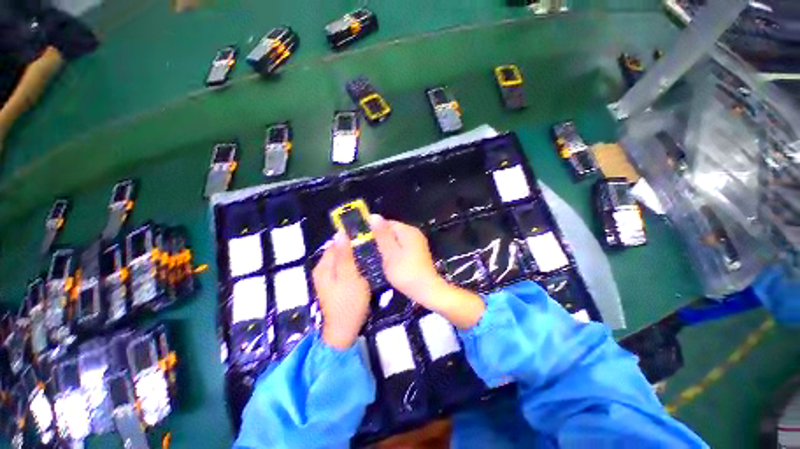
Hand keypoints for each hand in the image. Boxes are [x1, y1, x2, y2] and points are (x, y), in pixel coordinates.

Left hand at [312, 232, 370, 348]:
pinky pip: (341, 268)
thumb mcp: (349, 275)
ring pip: (340, 260)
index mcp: (323, 265)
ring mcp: (326, 278)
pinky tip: (360, 269)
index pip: (335, 243)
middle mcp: (321, 269)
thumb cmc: (349, 301)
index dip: (349, 239)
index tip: (364, 240)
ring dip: (351, 257)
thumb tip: (340, 232)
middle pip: (336, 251)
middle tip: (368, 250)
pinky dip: (350, 266)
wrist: (344, 329)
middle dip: (350, 248)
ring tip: (366, 258)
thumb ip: (344, 254)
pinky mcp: (332, 285)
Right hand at [369, 215, 443, 307]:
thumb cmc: (405, 272)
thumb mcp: (389, 252)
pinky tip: (395, 264)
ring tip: (386, 260)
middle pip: (394, 231)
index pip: (388, 223)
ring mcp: (419, 242)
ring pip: (398, 240)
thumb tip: (374, 215)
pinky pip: (404, 247)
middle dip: (384, 241)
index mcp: (408, 230)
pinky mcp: (419, 252)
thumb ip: (382, 234)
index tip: (372, 245)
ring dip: (390, 248)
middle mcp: (415, 233)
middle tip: (379, 255)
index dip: (378, 232)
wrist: (426, 290)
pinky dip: (397, 253)